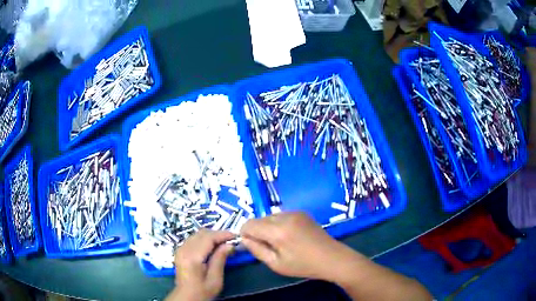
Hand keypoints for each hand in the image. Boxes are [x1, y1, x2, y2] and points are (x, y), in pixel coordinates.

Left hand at [166, 229, 234, 300]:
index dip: (222, 234)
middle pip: (202, 233)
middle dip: (217, 234)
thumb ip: (220, 259)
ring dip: (211, 236)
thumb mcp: (215, 279)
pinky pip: (193, 239)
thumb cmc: (203, 291)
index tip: (235, 236)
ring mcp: (180, 249)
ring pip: (197, 234)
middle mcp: (184, 249)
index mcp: (192, 257)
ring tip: (223, 244)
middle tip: (231, 241)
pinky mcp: (180, 251)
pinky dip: (204, 239)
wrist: (186, 297)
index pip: (208, 238)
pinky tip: (212, 247)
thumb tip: (230, 245)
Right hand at [240, 212, 363, 281]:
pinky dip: (278, 224)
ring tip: (281, 242)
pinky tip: (290, 236)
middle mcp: (285, 216)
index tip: (252, 246)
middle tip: (269, 247)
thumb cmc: (303, 265)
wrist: (332, 258)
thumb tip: (244, 239)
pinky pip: (281, 215)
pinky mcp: (302, 212)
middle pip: (259, 219)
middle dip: (257, 232)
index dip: (245, 234)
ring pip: (269, 217)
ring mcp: (295, 212)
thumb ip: (256, 250)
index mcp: (277, 231)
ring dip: (268, 227)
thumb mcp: (276, 264)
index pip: (249, 224)